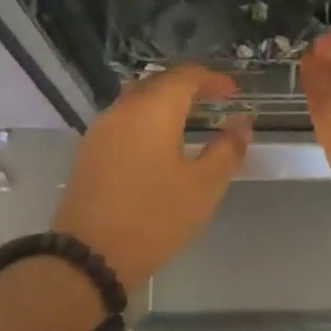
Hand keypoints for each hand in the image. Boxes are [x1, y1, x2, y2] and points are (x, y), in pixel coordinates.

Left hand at [52, 67, 252, 290]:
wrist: (90, 254)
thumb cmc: (155, 216)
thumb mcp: (204, 186)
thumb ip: (227, 149)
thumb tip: (241, 124)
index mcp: (153, 110)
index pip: (186, 76)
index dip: (213, 79)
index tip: (233, 92)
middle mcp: (123, 110)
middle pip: (158, 83)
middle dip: (188, 88)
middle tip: (214, 102)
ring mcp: (100, 130)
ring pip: (137, 101)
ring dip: (165, 104)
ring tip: (189, 122)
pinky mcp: (89, 152)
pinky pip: (124, 121)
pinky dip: (147, 122)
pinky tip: (159, 145)